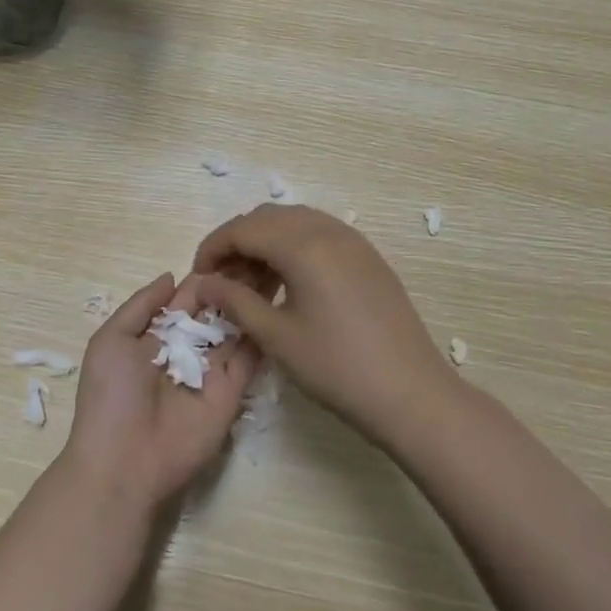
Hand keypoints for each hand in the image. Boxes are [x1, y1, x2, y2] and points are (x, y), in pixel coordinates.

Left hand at [60, 273, 261, 512]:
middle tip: (265, 254)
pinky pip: (250, 359)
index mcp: (157, 335)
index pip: (188, 297)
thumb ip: (141, 304)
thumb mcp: (111, 340)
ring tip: (278, 269)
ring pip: (237, 329)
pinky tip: (278, 305)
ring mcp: (211, 370)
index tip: (235, 248)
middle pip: (217, 310)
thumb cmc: (111, 396)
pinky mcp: (231, 392)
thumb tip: (171, 275)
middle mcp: (187, 348)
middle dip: (236, 284)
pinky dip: (262, 334)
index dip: (208, 276)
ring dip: (252, 302)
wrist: (123, 462)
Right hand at [186, 206, 457, 446]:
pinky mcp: (368, 257)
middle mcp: (328, 230)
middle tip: (223, 280)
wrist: (410, 392)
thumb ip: (236, 301)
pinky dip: (294, 248)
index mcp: (303, 245)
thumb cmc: (337, 367)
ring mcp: (353, 241)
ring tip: (252, 284)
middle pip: (268, 218)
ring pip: (295, 222)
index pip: (244, 228)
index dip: (214, 247)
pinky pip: (320, 235)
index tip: (199, 276)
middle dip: (239, 241)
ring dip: (267, 242)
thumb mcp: (277, 337)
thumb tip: (206, 283)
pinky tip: (288, 283)